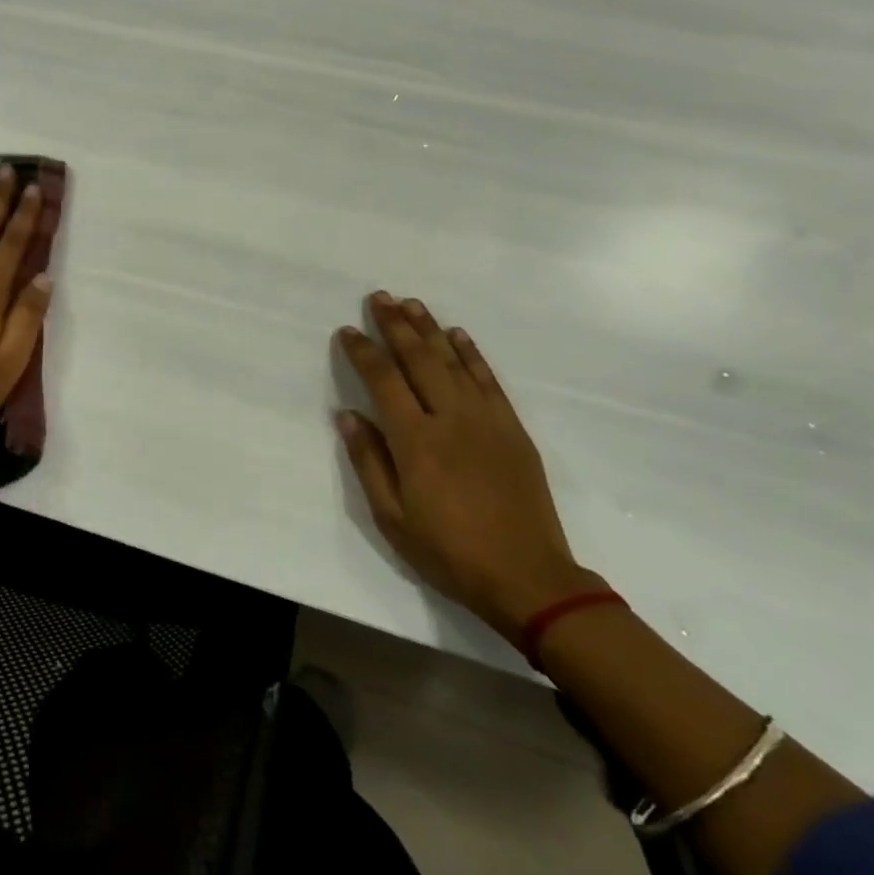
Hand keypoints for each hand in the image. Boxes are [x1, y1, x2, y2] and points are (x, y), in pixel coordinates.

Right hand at [334, 293, 596, 640]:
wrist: (527, 577)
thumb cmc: (448, 552)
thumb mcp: (392, 518)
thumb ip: (369, 461)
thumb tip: (346, 415)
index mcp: (416, 441)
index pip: (383, 381)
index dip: (363, 352)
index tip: (347, 331)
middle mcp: (450, 418)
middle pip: (418, 359)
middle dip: (396, 325)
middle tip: (379, 297)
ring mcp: (486, 420)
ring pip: (453, 361)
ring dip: (430, 328)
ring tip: (411, 303)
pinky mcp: (512, 428)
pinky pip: (488, 379)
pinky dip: (471, 353)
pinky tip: (458, 334)